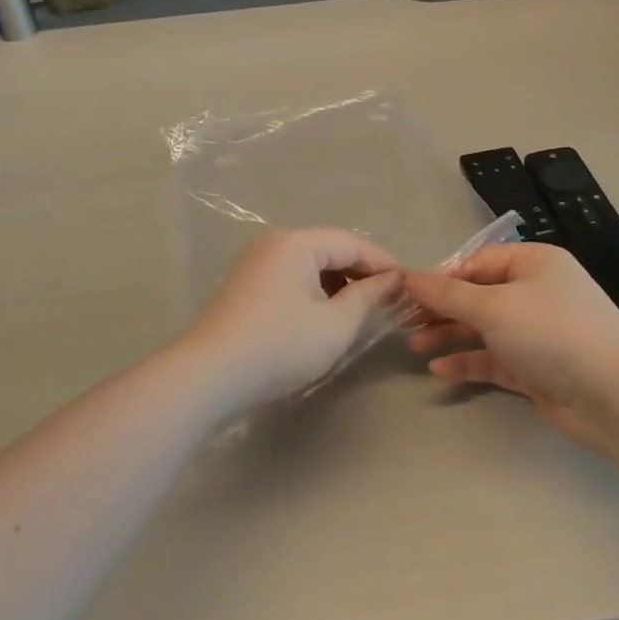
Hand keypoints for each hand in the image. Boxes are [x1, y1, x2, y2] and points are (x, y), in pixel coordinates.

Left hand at [172, 228, 401, 409]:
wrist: (209, 376)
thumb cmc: (280, 346)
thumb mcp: (335, 325)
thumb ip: (367, 297)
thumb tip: (392, 279)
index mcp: (297, 243)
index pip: (352, 243)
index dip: (383, 263)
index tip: (409, 287)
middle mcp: (275, 243)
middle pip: (330, 249)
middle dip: (361, 273)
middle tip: (389, 301)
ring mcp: (256, 263)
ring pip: (310, 264)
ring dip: (338, 284)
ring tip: (361, 311)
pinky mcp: (246, 285)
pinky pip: (292, 277)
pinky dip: (315, 291)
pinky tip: (326, 316)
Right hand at [403, 244, 618, 445]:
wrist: (612, 395)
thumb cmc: (551, 332)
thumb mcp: (495, 306)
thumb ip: (449, 294)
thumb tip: (408, 276)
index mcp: (534, 264)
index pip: (478, 262)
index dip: (443, 276)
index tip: (407, 293)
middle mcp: (536, 293)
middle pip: (479, 295)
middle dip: (442, 308)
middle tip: (403, 321)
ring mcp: (537, 333)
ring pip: (484, 329)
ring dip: (450, 335)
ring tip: (413, 346)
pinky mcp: (535, 368)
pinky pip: (494, 359)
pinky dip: (468, 362)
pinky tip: (439, 369)